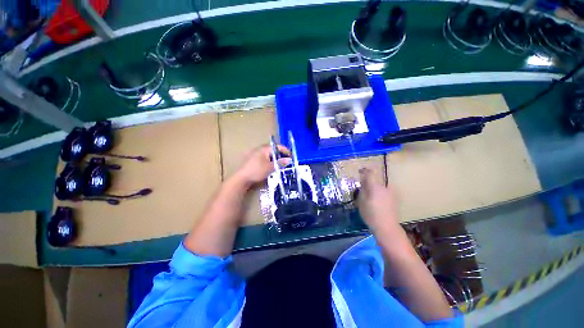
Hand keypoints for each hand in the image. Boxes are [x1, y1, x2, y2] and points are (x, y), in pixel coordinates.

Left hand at [234, 144, 290, 187]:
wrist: (241, 178)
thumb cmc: (257, 171)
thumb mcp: (270, 167)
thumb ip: (280, 163)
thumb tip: (289, 160)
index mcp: (264, 148)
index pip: (278, 147)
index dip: (286, 151)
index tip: (291, 157)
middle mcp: (259, 149)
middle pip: (273, 150)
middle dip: (281, 155)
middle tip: (286, 161)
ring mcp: (255, 153)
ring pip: (268, 154)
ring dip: (275, 158)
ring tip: (280, 164)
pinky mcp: (252, 158)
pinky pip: (264, 157)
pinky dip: (269, 160)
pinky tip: (271, 166)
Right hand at [356, 168, 399, 230]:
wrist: (387, 227)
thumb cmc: (371, 214)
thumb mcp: (361, 201)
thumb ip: (362, 189)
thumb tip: (363, 181)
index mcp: (375, 186)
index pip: (370, 173)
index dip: (364, 170)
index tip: (360, 171)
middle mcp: (385, 187)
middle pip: (376, 179)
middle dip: (369, 182)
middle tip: (363, 188)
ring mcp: (391, 193)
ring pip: (381, 186)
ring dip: (375, 187)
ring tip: (370, 196)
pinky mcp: (395, 199)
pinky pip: (385, 191)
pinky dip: (380, 193)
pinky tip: (377, 201)